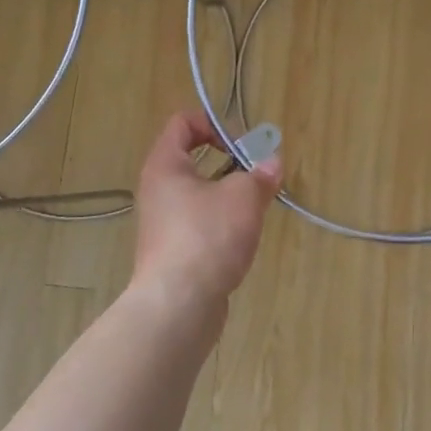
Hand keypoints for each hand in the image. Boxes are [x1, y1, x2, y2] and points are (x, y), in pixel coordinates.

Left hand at [131, 111, 282, 311]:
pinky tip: (243, 238)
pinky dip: (222, 223)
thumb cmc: (207, 237)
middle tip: (256, 174)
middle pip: (192, 159)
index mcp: (165, 166)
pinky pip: (199, 224)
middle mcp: (157, 191)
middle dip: (229, 163)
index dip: (214, 124)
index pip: (182, 124)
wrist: (178, 306)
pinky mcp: (173, 252)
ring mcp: (163, 224)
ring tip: (255, 207)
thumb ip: (260, 175)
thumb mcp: (243, 197)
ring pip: (199, 194)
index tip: (242, 144)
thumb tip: (272, 163)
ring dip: (228, 195)